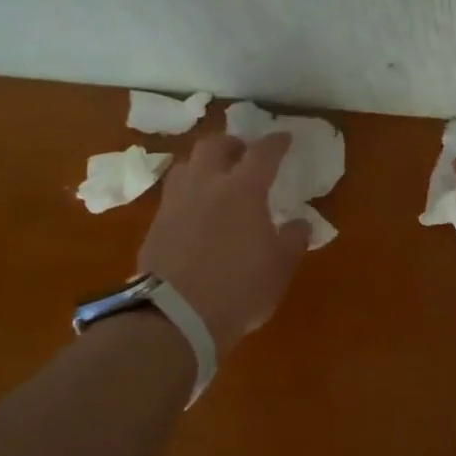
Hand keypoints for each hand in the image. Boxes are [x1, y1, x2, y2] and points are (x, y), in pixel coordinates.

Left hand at [138, 132, 310, 354]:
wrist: (174, 316)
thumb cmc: (238, 289)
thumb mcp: (280, 268)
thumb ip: (293, 239)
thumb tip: (300, 223)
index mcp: (243, 189)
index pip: (263, 152)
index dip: (276, 142)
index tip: (284, 138)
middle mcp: (206, 185)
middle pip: (214, 145)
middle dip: (231, 144)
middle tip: (242, 154)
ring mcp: (175, 203)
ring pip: (186, 165)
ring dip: (203, 164)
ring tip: (214, 179)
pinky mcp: (155, 225)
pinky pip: (173, 195)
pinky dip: (187, 193)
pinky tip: (195, 211)